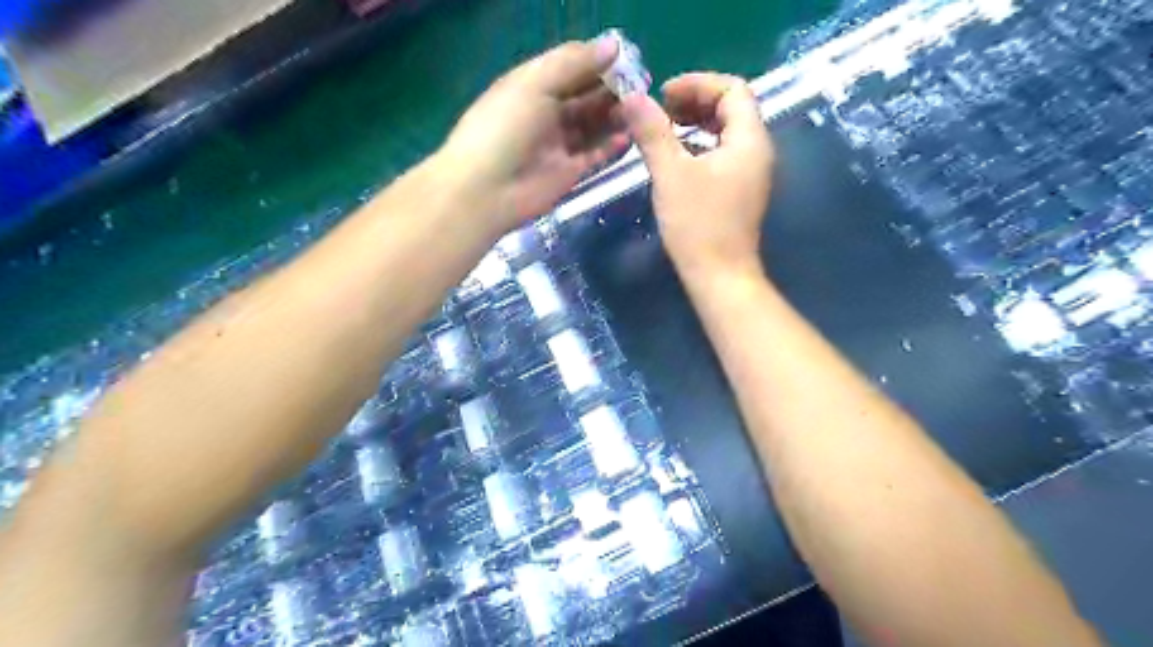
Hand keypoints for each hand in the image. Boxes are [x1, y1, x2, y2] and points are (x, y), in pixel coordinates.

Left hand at [436, 37, 628, 229]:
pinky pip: (595, 155)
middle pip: (586, 97)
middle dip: (612, 90)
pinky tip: (630, 136)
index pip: (572, 68)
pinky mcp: (568, 173)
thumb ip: (573, 63)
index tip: (628, 61)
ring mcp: (558, 144)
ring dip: (615, 116)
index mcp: (533, 85)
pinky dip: (611, 146)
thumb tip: (613, 46)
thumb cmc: (504, 129)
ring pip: (593, 125)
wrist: (486, 190)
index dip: (598, 63)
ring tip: (640, 110)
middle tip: (640, 87)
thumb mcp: (534, 84)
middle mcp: (546, 112)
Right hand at [623, 72, 772, 279]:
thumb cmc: (698, 225)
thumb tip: (632, 97)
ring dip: (697, 123)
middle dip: (696, 101)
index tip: (663, 94)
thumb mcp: (671, 174)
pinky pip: (723, 153)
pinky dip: (701, 145)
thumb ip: (653, 133)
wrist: (719, 275)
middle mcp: (757, 151)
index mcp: (749, 140)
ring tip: (665, 129)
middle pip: (732, 108)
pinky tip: (676, 156)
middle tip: (661, 109)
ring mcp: (750, 173)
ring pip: (727, 132)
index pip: (732, 89)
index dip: (697, 84)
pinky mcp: (740, 190)